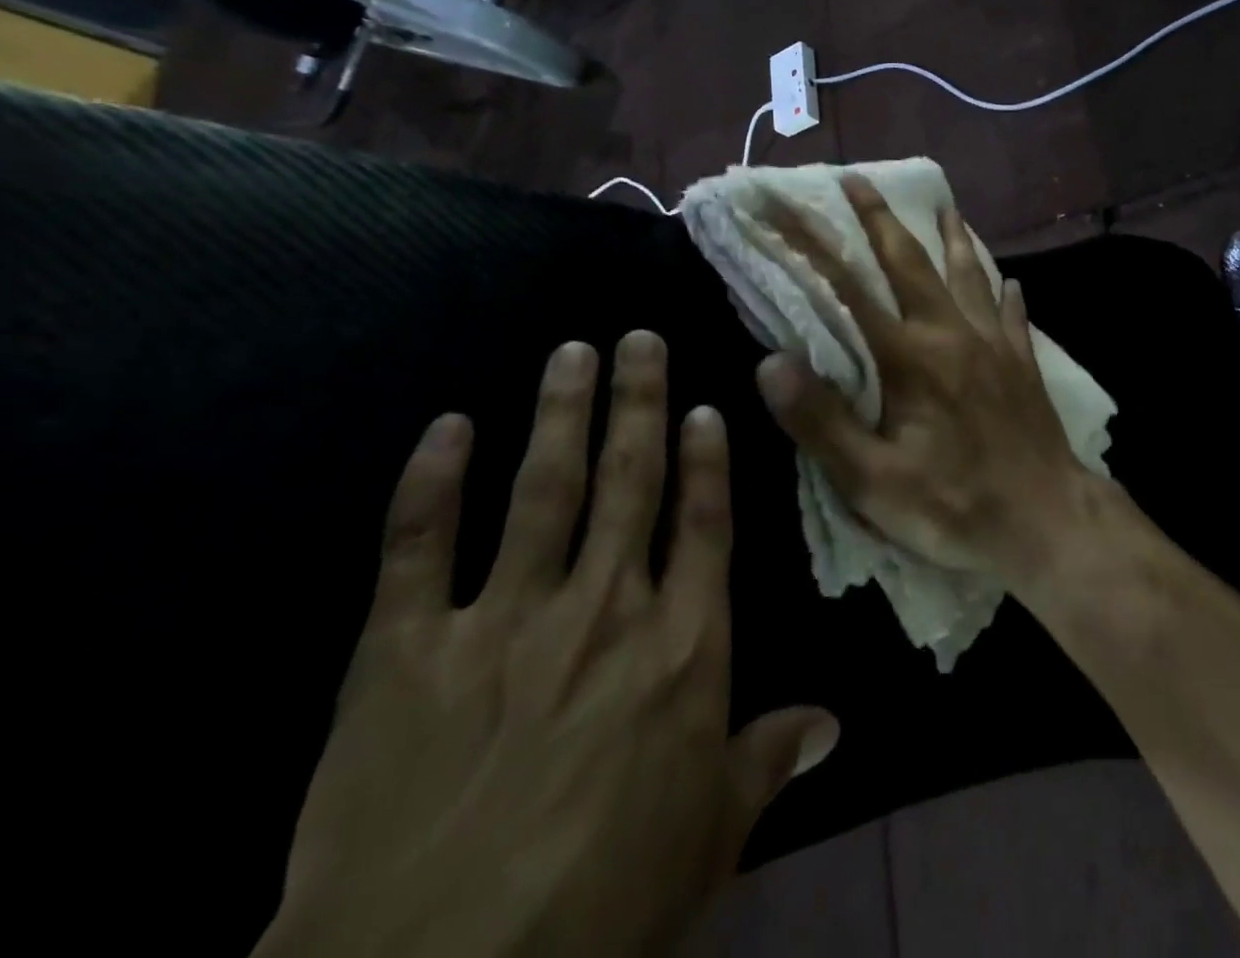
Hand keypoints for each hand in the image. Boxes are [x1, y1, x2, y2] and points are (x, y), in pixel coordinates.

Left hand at [257, 333, 837, 957]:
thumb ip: (768, 761)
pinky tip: (447, 427)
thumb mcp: (709, 841)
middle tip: (639, 338)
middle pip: (629, 482)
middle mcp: (602, 609)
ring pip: (542, 489)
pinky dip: (430, 482)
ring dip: (559, 413)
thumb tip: (834, 721)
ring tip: (571, 352)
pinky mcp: (404, 651)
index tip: (704, 407)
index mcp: (679, 649)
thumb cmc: (598, 911)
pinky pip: (418, 547)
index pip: (702, 526)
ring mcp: (503, 621)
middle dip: (637, 403)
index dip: (706, 461)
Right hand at [755, 175, 1090, 586]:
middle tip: (857, 177)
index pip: (848, 288)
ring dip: (952, 237)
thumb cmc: (954, 506)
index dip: (810, 244)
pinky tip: (1007, 281)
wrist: (1048, 521)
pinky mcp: (1022, 362)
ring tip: (946, 204)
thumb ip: (821, 421)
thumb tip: (771, 362)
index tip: (782, 205)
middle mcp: (952, 333)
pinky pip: (1011, 313)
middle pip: (911, 261)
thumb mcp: (873, 481)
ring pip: (969, 274)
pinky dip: (1003, 291)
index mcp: (909, 357)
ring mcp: (994, 343)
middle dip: (878, 217)